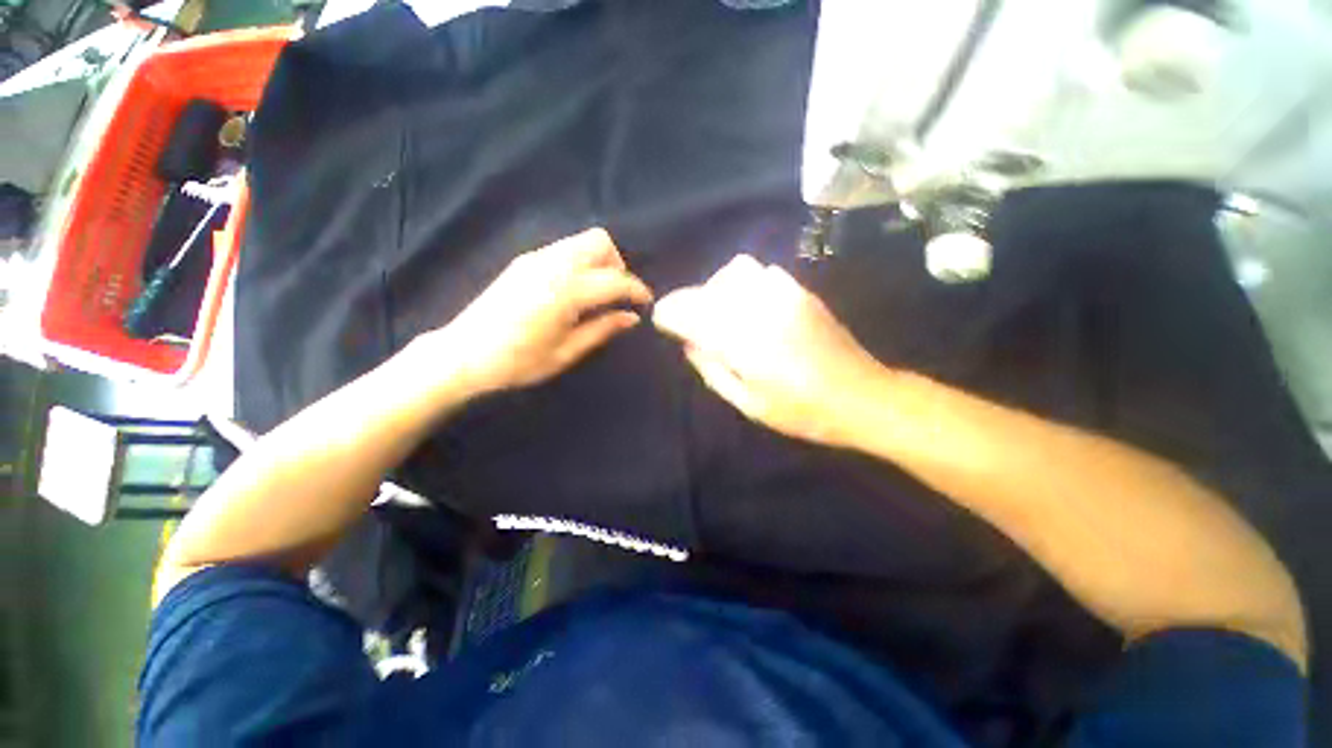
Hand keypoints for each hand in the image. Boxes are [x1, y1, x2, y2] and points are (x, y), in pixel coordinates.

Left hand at [422, 228, 652, 395]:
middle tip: (618, 296)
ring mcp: (536, 258)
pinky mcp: (524, 260)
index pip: (615, 280)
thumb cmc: (518, 361)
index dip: (636, 290)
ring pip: (582, 241)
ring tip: (598, 293)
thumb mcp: (566, 352)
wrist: (463, 354)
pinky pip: (564, 249)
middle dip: (618, 265)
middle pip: (600, 242)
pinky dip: (580, 261)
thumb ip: (602, 329)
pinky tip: (575, 289)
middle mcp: (553, 264)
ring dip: (599, 261)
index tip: (647, 302)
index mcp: (566, 291)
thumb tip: (632, 317)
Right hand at [653, 254, 884, 445]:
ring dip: (716, 289)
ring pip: (733, 273)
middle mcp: (757, 308)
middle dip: (689, 302)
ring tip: (719, 311)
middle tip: (689, 323)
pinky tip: (749, 304)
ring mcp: (782, 293)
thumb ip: (713, 370)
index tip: (661, 320)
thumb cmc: (801, 411)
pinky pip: (761, 272)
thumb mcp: (748, 404)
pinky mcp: (800, 290)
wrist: (861, 396)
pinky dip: (743, 283)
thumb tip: (690, 344)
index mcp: (741, 341)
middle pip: (708, 289)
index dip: (669, 314)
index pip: (689, 313)